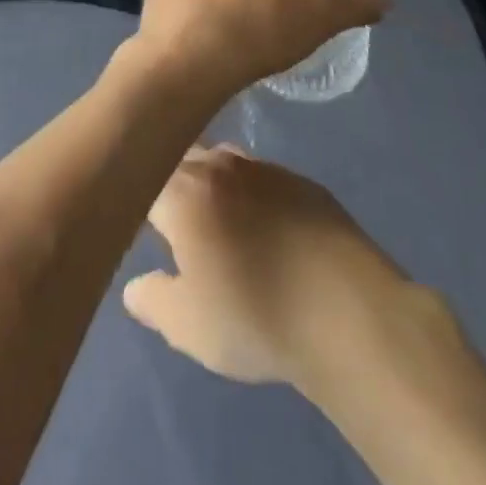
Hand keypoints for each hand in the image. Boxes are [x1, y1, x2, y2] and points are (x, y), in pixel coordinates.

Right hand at [124, 147, 453, 389]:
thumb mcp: (189, 327)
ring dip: (213, 182)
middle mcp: (220, 166)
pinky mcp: (304, 182)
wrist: (350, 314)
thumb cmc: (256, 318)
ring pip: (223, 159)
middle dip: (172, 180)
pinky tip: (266, 229)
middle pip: (182, 157)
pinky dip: (254, 194)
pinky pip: (263, 176)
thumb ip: (153, 300)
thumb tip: (135, 286)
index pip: (144, 176)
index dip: (136, 196)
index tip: (141, 223)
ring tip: (219, 222)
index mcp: (183, 192)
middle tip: (174, 222)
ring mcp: (265, 169)